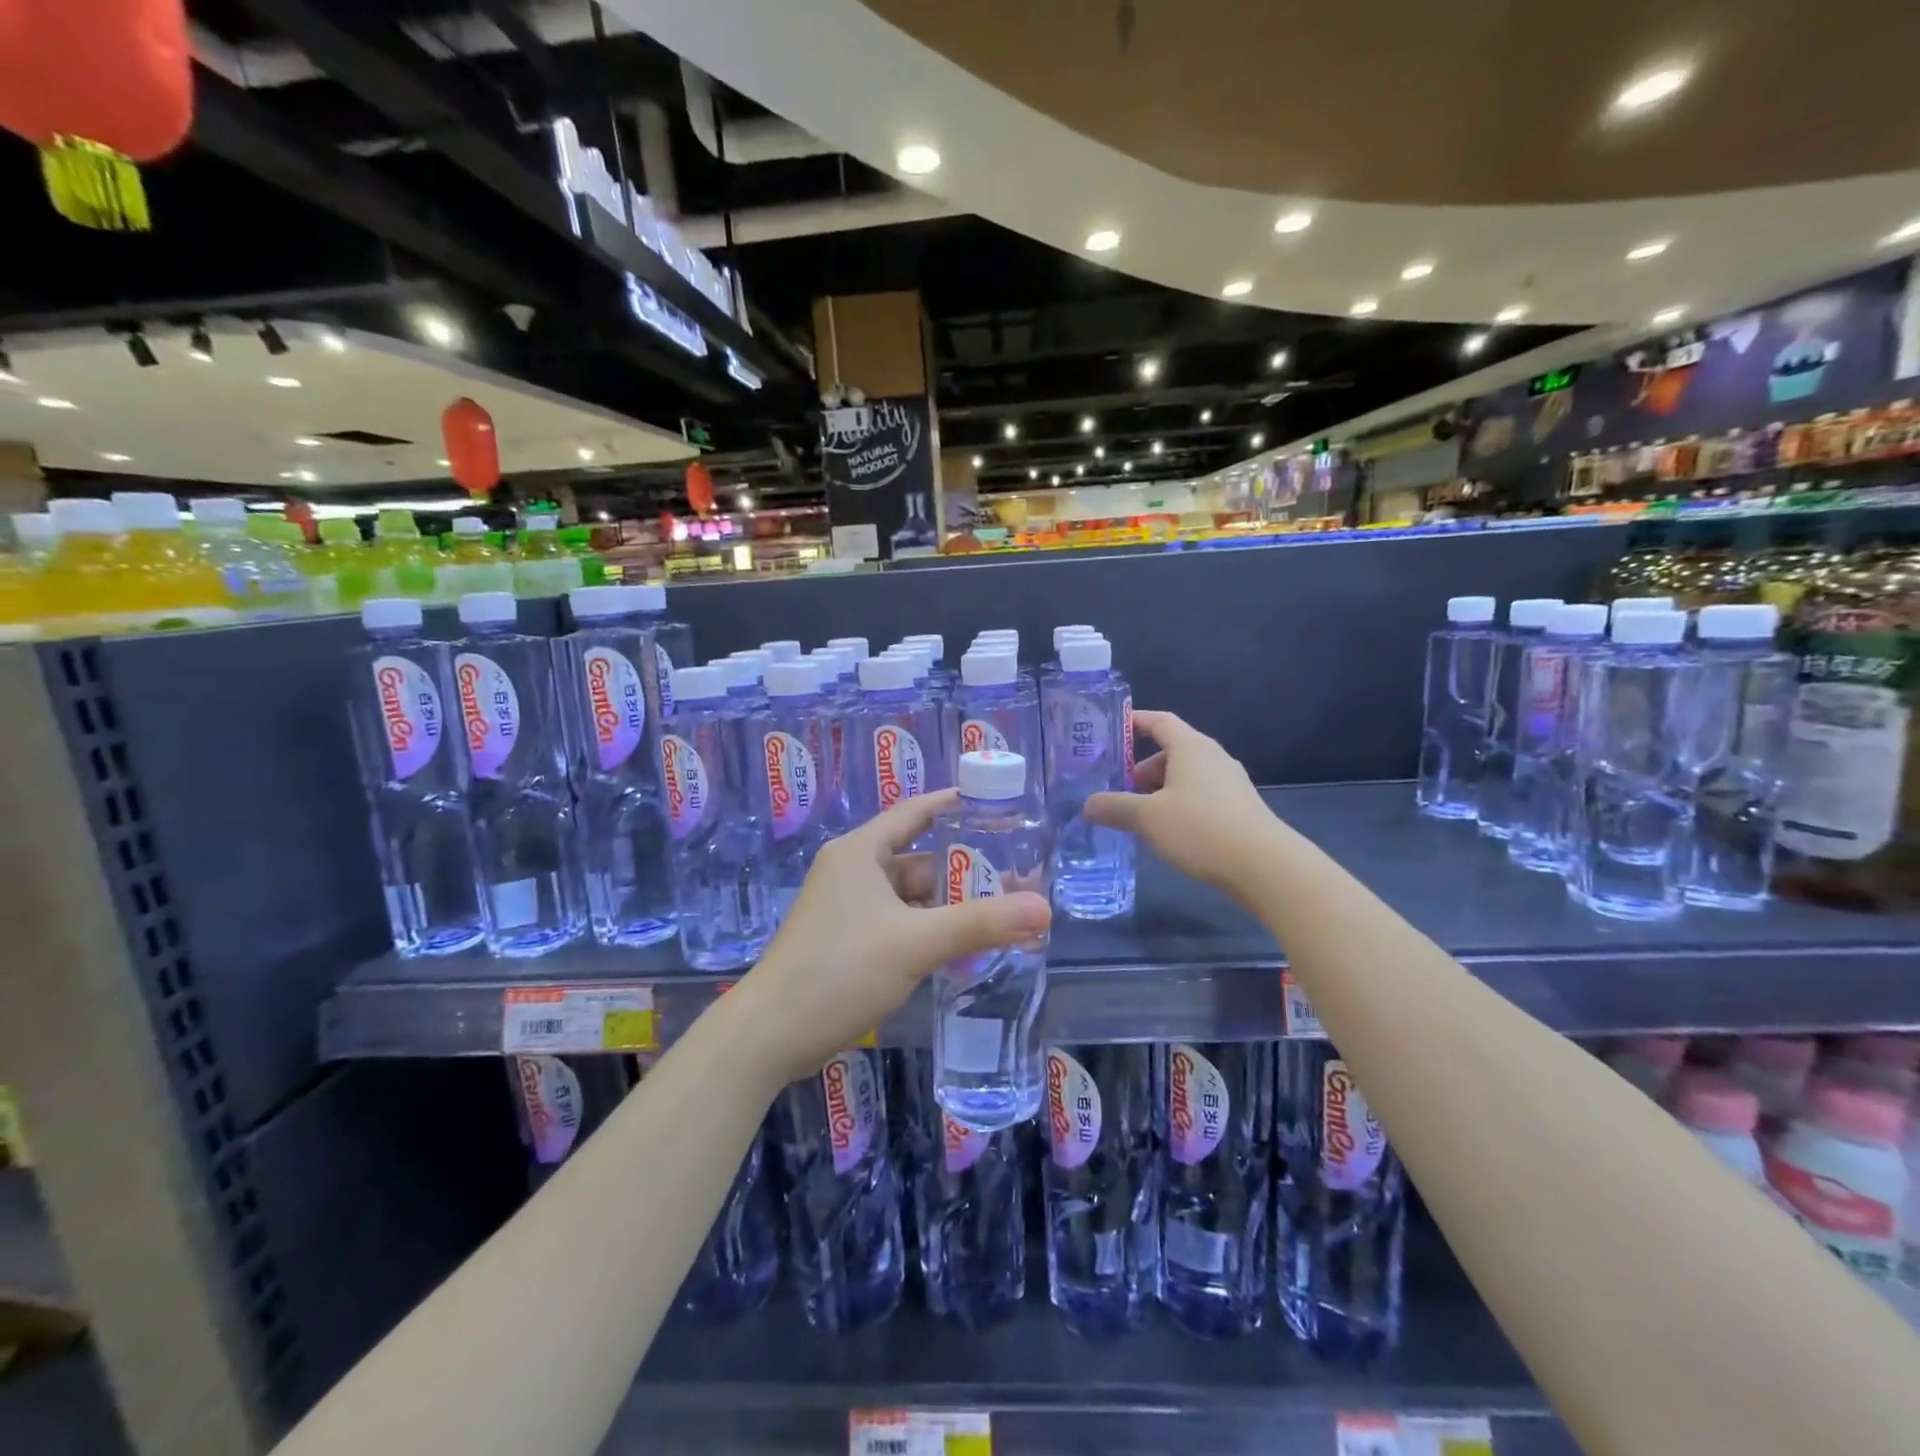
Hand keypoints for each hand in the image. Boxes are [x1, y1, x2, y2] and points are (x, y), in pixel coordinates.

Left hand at [731, 790, 1051, 1085]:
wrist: (769, 1035)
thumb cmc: (839, 970)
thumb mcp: (915, 942)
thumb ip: (980, 923)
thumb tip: (1044, 908)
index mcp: (861, 851)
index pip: (916, 812)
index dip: (956, 805)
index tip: (998, 806)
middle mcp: (853, 871)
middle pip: (919, 860)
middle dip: (965, 871)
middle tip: (1017, 880)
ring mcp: (849, 909)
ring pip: (911, 897)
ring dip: (950, 907)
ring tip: (1001, 916)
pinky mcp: (848, 941)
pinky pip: (899, 924)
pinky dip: (929, 931)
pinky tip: (964, 949)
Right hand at [1084, 710, 1277, 898]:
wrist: (1265, 867)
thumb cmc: (1201, 829)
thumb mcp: (1148, 818)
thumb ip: (1114, 807)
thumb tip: (1087, 804)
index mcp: (1191, 747)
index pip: (1159, 721)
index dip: (1134, 722)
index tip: (1110, 729)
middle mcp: (1212, 757)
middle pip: (1170, 752)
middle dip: (1140, 770)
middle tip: (1117, 791)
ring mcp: (1229, 783)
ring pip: (1184, 777)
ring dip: (1158, 792)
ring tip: (1138, 818)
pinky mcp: (1238, 808)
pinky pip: (1199, 796)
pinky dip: (1178, 806)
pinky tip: (1168, 834)